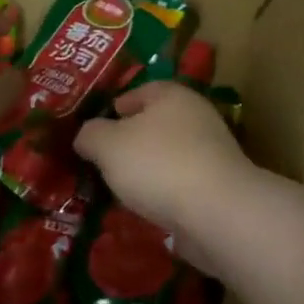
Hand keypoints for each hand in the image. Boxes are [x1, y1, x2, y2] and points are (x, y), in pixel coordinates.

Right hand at [75, 81, 256, 247]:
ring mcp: (211, 154)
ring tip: (120, 189)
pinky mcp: (218, 188)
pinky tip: (146, 209)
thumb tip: (86, 136)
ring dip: (147, 170)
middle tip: (103, 160)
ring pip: (168, 156)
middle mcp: (197, 118)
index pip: (142, 91)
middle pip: (156, 124)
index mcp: (172, 96)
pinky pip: (181, 185)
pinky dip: (163, 194)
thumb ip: (90, 135)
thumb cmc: (158, 164)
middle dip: (130, 141)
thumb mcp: (107, 144)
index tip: (98, 126)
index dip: (117, 105)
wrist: (216, 212)